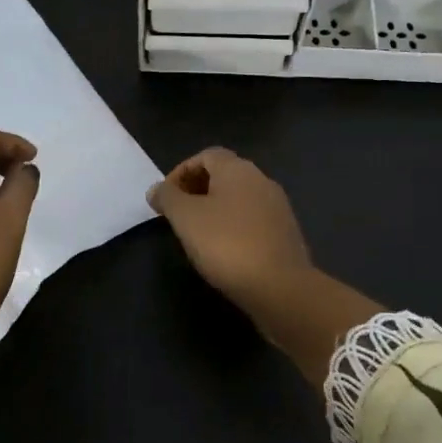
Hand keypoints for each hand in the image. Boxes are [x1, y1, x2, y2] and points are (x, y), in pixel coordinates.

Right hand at [147, 148, 381, 384]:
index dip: (182, 171)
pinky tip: (224, 250)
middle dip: (197, 189)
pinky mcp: (285, 233)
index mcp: (237, 169)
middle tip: (178, 214)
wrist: (280, 287)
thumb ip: (167, 198)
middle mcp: (261, 180)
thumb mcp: (185, 218)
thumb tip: (156, 189)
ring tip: (197, 233)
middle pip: (224, 174)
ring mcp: (277, 207)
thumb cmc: (227, 243)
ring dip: (215, 208)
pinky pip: (253, 219)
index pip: (206, 155)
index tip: (166, 197)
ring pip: (239, 198)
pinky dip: (234, 226)